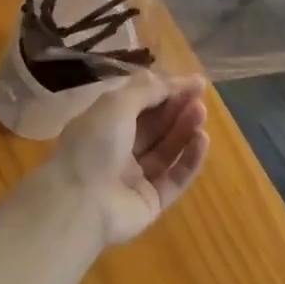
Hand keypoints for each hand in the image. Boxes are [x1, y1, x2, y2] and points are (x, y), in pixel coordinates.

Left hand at [50, 72, 209, 246]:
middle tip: (200, 98)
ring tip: (201, 113)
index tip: (194, 82)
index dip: (166, 90)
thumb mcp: (117, 104)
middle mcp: (119, 148)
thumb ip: (148, 90)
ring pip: (166, 150)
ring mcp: (135, 177)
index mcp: (105, 122)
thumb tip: (176, 80)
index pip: (140, 102)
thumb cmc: (95, 144)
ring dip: (185, 130)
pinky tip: (203, 140)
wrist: (81, 203)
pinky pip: (174, 178)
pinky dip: (189, 159)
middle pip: (155, 125)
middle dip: (177, 108)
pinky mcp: (151, 202)